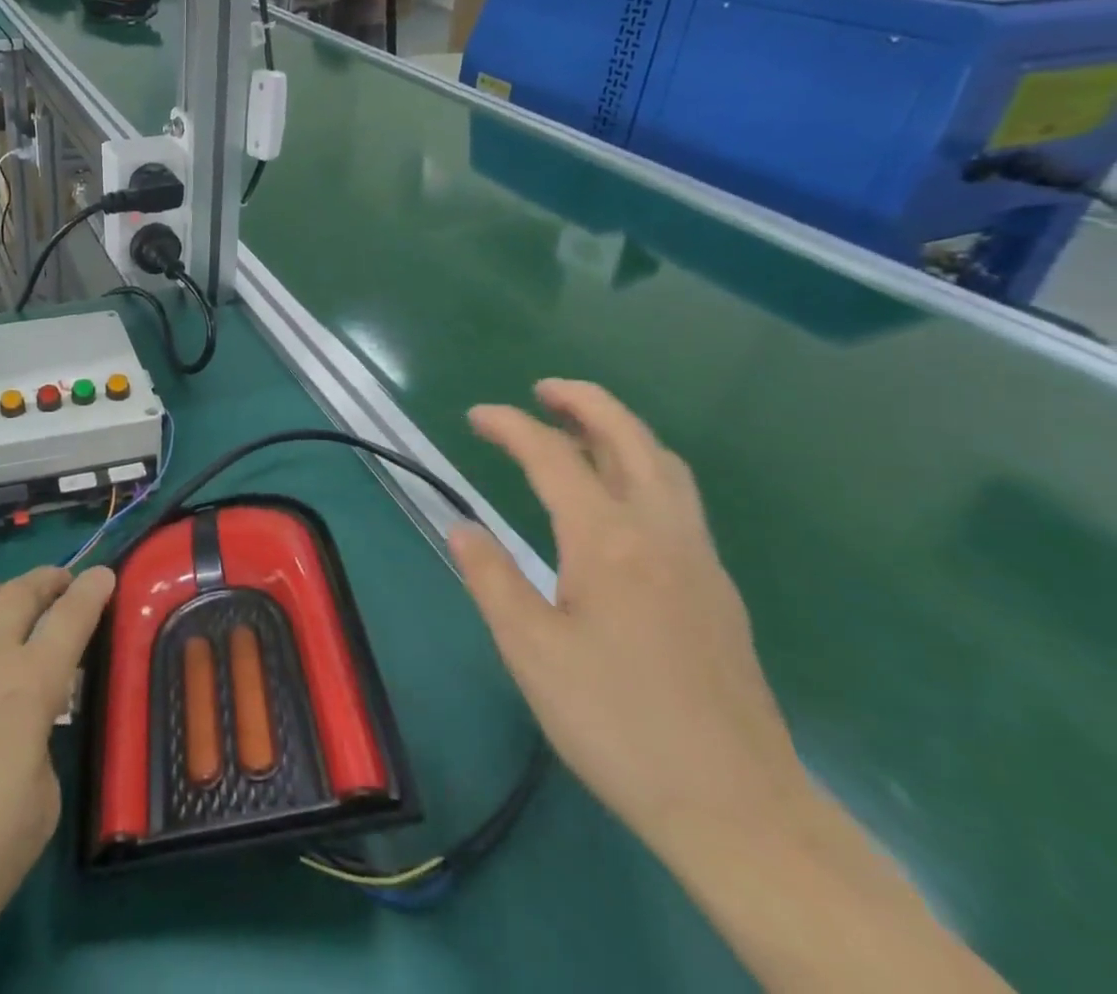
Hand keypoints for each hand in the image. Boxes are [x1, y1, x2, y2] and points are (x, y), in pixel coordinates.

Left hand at [0, 565, 113, 993]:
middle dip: (47, 581)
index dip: (92, 591)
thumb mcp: (38, 815)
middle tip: (59, 583)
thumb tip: (25, 729)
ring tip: (2, 598)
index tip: (103, 574)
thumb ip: (41, 752)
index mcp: (29, 686)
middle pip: (21, 594)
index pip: (71, 619)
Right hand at [450, 380, 806, 848]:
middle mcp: (660, 532)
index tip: (476, 416)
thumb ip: (492, 578)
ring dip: (621, 430)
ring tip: (580, 428)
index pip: (553, 456)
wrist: (739, 809)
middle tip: (543, 390)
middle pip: (629, 438)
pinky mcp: (718, 589)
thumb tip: (461, 526)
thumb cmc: (618, 723)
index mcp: (608, 541)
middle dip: (585, 402)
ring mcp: (699, 559)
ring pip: (665, 465)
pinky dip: (644, 467)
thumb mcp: (531, 652)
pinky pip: (679, 498)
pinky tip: (620, 499)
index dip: (511, 426)